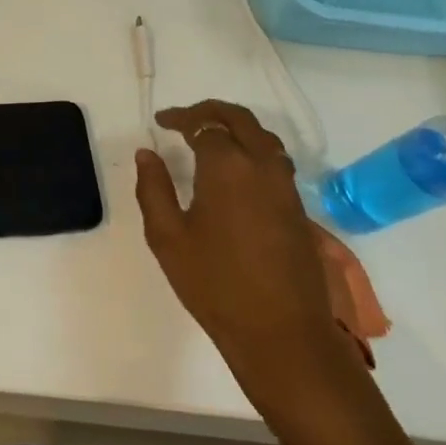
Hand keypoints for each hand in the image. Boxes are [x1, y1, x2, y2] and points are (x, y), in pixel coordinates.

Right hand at [135, 100, 367, 420]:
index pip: (205, 125)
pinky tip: (235, 170)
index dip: (181, 119)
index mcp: (227, 168)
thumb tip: (147, 154)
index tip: (161, 123)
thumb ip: (153, 189)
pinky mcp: (298, 209)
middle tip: (184, 119)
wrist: (281, 333)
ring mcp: (286, 188)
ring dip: (236, 127)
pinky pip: (275, 160)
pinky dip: (252, 148)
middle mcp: (262, 167)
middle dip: (211, 111)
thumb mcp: (167, 237)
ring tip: (209, 138)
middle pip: (240, 119)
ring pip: (264, 137)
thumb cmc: (214, 284)